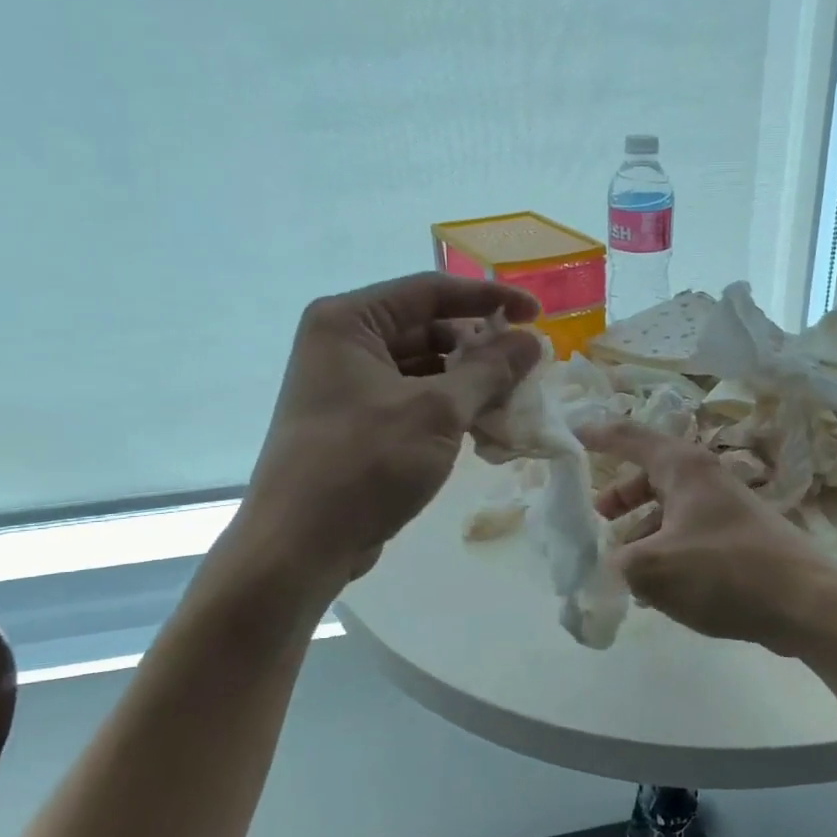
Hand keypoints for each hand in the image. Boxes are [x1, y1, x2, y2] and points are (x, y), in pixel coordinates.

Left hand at [229, 274, 541, 592]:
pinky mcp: (359, 424)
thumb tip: (531, 342)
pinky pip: (415, 401)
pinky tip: (486, 427)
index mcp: (349, 321)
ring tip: (515, 399)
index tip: (536, 314)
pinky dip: (450, 408)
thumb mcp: (437, 411)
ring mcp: (349, 387)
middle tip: (529, 365)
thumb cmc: (365, 463)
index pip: (430, 291)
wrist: (300, 545)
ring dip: (470, 381)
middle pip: (428, 329)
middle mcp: (344, 344)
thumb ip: (489, 370)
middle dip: (481, 347)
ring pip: (425, 369)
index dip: (489, 298)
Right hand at [578, 421, 836, 658]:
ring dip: (641, 529)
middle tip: (594, 517)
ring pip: (669, 508)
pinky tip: (656, 587)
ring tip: (620, 563)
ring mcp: (724, 508)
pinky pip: (688, 534)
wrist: (807, 603)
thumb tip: (606, 565)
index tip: (570, 435)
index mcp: (683, 467)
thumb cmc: (725, 572)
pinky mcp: (737, 538)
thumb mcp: (656, 569)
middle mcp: (704, 478)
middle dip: (619, 495)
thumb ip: (617, 563)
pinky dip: (665, 549)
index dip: (597, 435)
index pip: (629, 436)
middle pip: (649, 474)